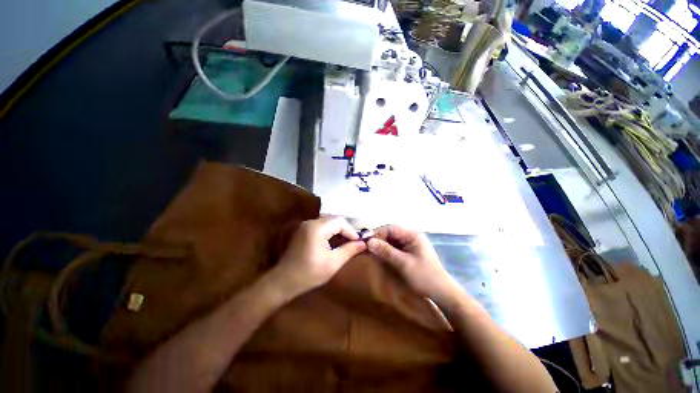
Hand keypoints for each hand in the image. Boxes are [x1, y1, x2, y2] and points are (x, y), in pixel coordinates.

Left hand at [270, 216, 366, 296]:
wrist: (284, 281)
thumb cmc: (310, 273)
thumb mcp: (333, 263)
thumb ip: (349, 250)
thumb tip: (364, 243)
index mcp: (317, 228)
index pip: (340, 221)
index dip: (351, 231)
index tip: (359, 242)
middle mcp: (311, 222)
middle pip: (334, 219)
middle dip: (346, 230)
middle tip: (353, 242)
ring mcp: (306, 225)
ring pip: (328, 222)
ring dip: (338, 231)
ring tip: (346, 243)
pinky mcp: (303, 230)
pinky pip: (322, 226)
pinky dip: (330, 232)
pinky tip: (334, 242)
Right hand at [367, 225, 459, 301]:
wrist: (441, 292)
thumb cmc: (424, 276)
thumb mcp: (403, 263)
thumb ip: (385, 251)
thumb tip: (368, 242)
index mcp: (412, 235)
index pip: (391, 228)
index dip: (377, 233)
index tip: (365, 240)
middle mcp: (411, 236)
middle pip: (390, 233)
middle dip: (378, 239)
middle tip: (365, 247)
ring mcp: (410, 244)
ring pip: (391, 240)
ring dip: (381, 245)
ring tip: (369, 251)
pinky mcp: (408, 251)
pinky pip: (394, 247)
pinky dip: (386, 250)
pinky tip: (379, 255)